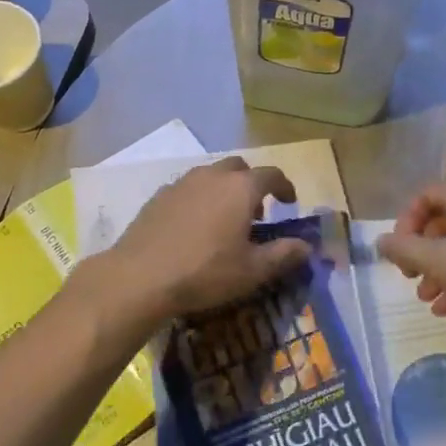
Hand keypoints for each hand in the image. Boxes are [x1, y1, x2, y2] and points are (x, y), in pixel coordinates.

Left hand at [102, 158, 312, 325]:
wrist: (139, 277)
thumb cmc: (205, 272)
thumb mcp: (252, 271)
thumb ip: (283, 254)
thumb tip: (306, 246)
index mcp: (241, 188)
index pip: (271, 174)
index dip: (285, 186)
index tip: (290, 202)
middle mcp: (212, 176)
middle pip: (239, 168)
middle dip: (252, 184)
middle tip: (256, 213)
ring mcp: (181, 183)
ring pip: (211, 176)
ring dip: (224, 190)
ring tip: (225, 221)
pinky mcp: (158, 197)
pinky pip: (187, 189)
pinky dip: (199, 200)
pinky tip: (193, 228)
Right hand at [377, 182, 445, 319]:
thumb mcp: (441, 261)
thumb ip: (406, 250)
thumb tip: (379, 241)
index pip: (424, 197)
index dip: (405, 224)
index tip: (400, 253)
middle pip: (441, 223)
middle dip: (422, 255)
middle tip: (412, 280)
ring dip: (440, 272)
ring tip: (429, 302)